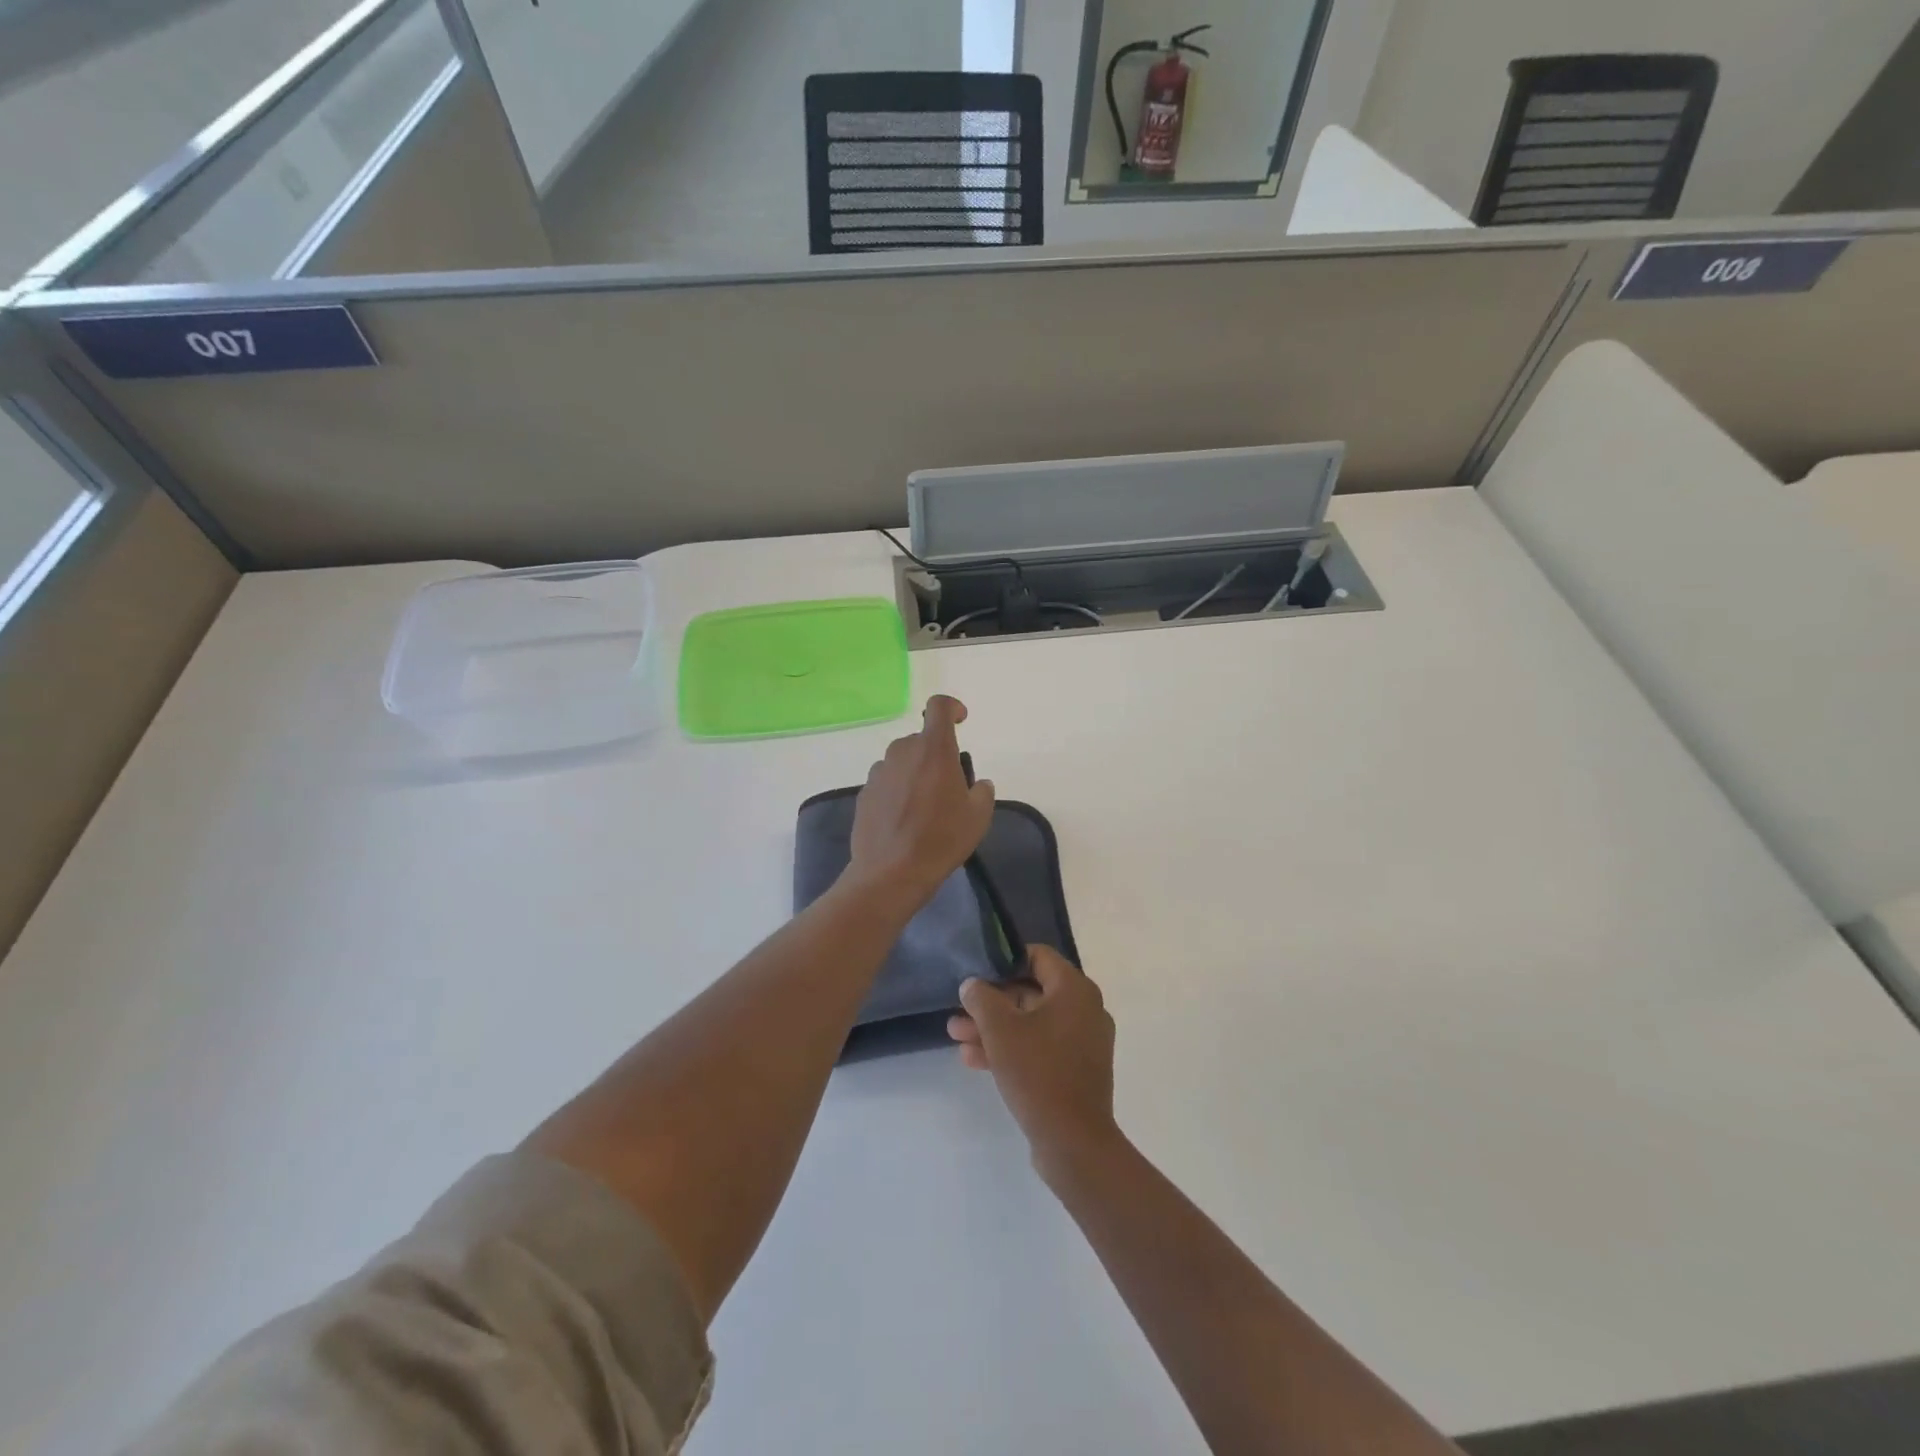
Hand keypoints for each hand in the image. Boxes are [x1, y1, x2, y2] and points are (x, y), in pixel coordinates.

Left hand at [846, 695, 995, 908]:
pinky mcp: (864, 793)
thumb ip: (981, 791)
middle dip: (936, 755)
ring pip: (902, 761)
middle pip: (921, 740)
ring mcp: (879, 772)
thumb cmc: (941, 839)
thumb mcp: (978, 817)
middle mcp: (902, 752)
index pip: (938, 707)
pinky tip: (904, 821)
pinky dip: (897, 791)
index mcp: (933, 750)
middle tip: (948, 787)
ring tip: (925, 808)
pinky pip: (887, 782)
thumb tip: (976, 784)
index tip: (961, 721)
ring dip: (915, 773)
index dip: (952, 707)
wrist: (891, 872)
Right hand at [949, 946, 1118, 1172]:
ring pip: (1032, 1024)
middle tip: (959, 1012)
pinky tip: (974, 1060)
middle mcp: (1085, 1009)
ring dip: (995, 1029)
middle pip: (1032, 992)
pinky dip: (1012, 1049)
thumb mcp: (1000, 1029)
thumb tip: (972, 984)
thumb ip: (982, 998)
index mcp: (1075, 989)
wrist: (1074, 1142)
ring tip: (957, 1037)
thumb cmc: (1038, 1072)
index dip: (1005, 960)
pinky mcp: (1077, 1071)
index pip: (1038, 956)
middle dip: (992, 1003)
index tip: (978, 973)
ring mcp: (1084, 1042)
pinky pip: (1041, 1048)